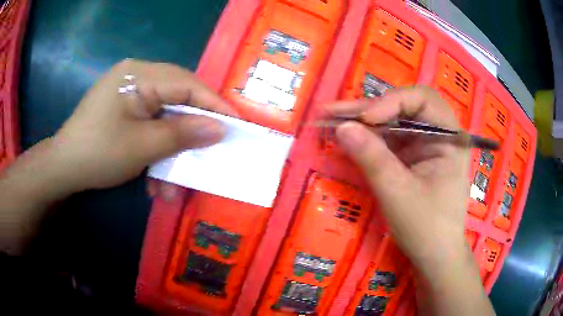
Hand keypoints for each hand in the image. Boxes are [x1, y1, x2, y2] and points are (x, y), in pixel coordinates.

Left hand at [50, 59, 235, 191]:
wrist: (63, 168)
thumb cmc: (98, 154)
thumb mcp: (142, 146)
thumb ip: (183, 134)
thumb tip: (220, 128)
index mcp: (138, 74)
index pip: (187, 84)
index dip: (214, 105)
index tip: (238, 123)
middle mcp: (135, 75)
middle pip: (177, 98)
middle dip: (191, 130)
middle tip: (211, 149)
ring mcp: (128, 92)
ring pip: (163, 116)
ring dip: (170, 150)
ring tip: (172, 184)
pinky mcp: (123, 108)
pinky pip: (148, 123)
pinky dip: (155, 149)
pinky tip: (153, 178)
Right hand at [325, 87, 470, 275]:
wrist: (434, 256)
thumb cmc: (426, 228)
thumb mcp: (398, 193)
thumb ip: (372, 158)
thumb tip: (342, 127)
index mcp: (450, 137)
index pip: (422, 100)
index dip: (392, 102)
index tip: (365, 120)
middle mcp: (439, 134)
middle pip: (404, 108)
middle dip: (369, 109)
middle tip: (333, 111)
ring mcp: (425, 146)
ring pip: (393, 122)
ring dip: (363, 122)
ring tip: (331, 118)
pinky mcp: (413, 158)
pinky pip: (389, 140)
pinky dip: (368, 138)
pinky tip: (347, 136)